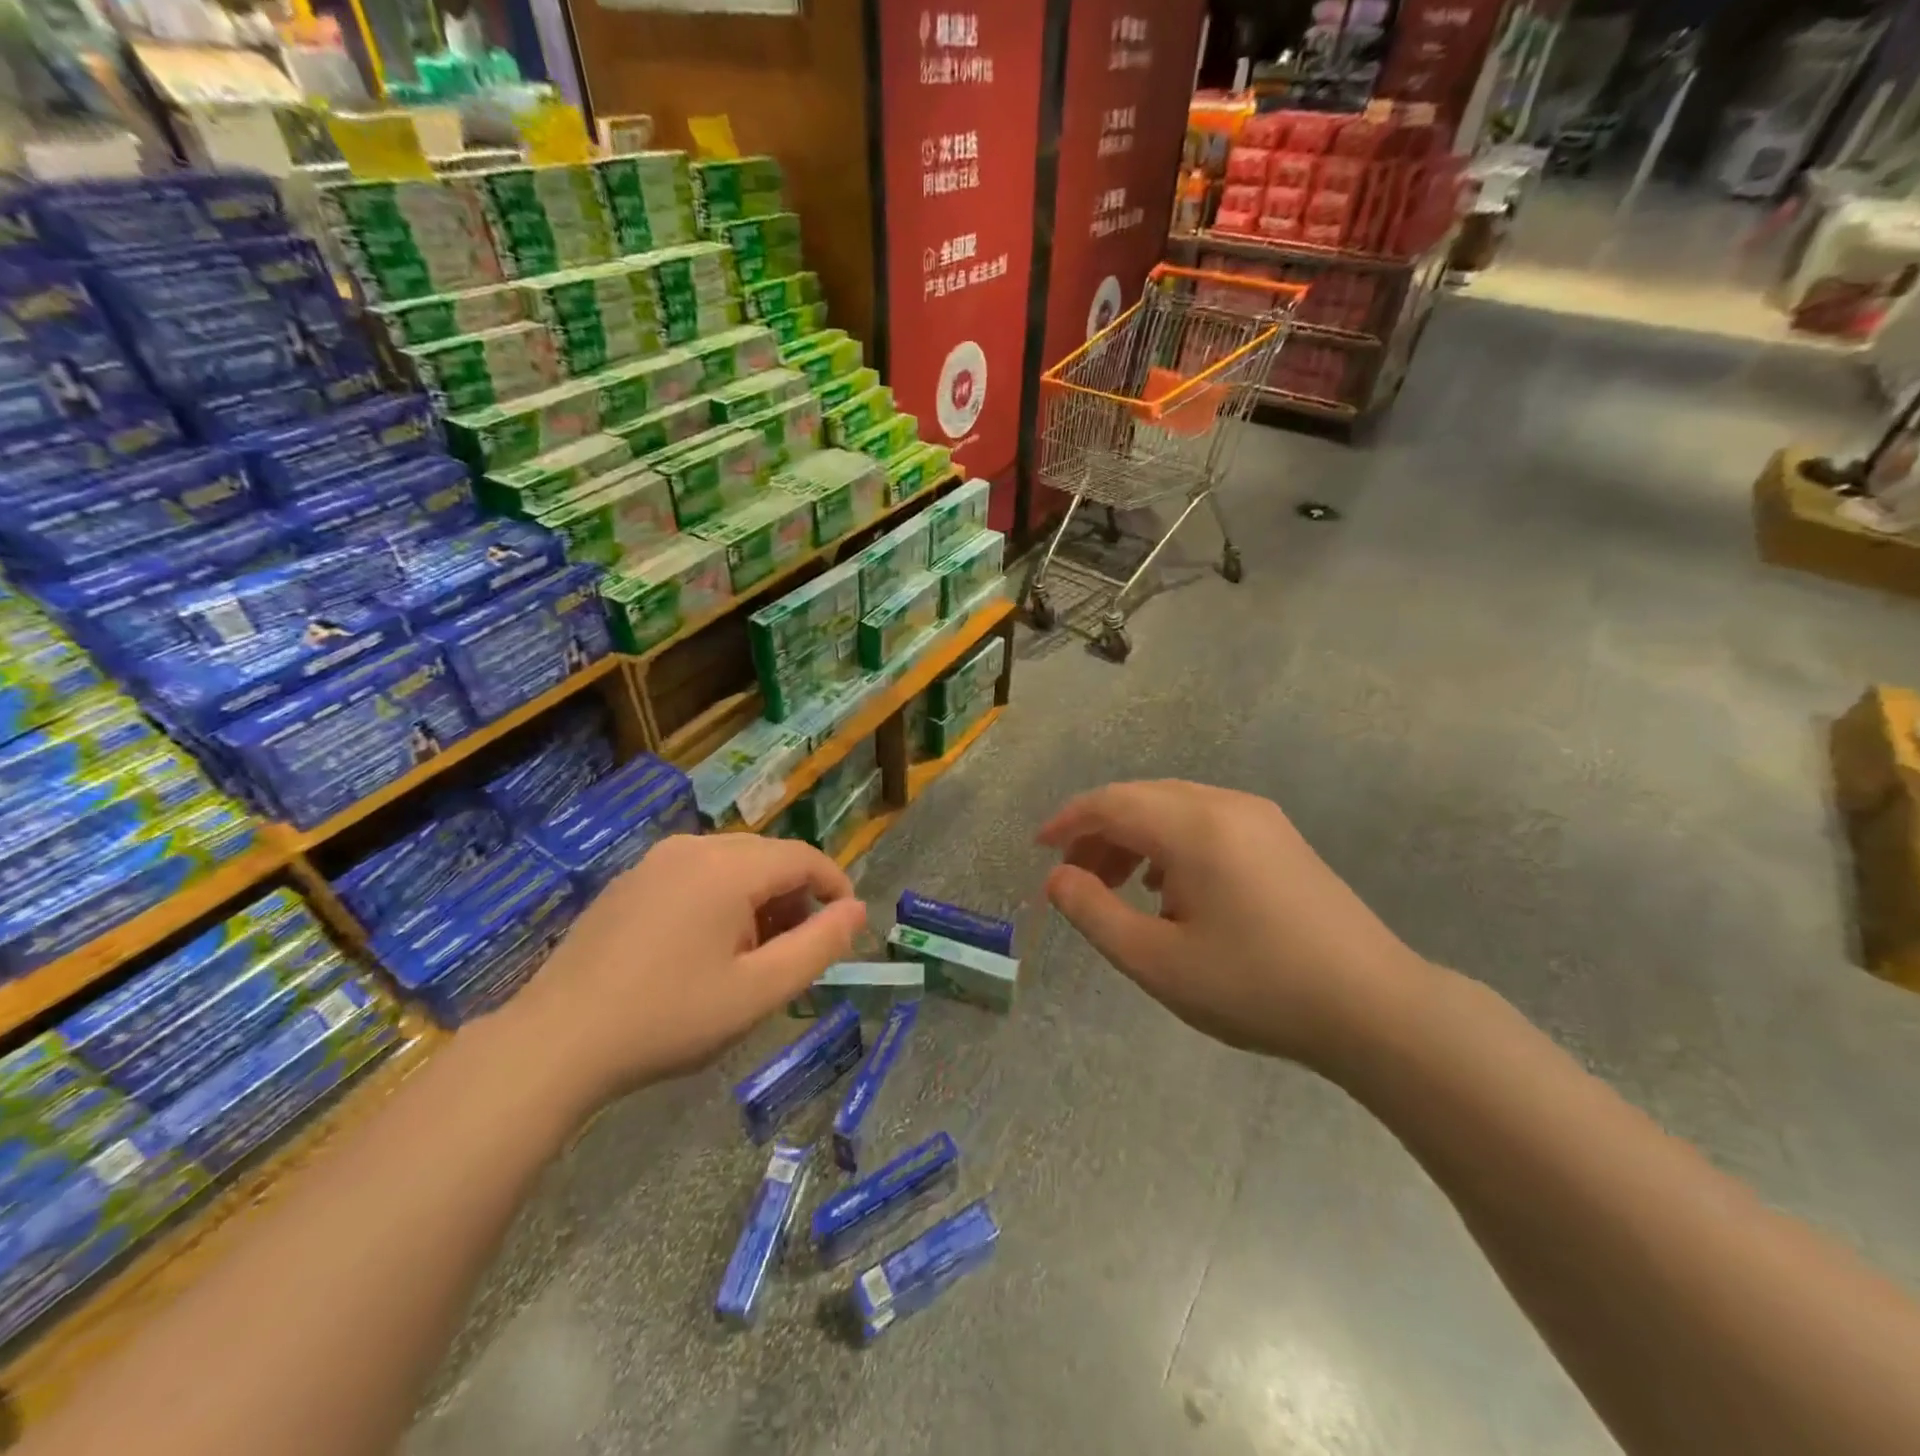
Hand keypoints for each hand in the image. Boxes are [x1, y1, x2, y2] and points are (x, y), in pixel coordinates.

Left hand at [505, 834, 866, 1109]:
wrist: (555, 1042)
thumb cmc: (669, 1018)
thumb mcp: (759, 991)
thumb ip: (818, 946)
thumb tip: (856, 910)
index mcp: (729, 867)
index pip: (804, 857)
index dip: (835, 885)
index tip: (845, 926)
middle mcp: (693, 848)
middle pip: (768, 856)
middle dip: (795, 896)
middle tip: (798, 950)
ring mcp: (654, 861)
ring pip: (731, 863)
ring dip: (758, 898)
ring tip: (752, 955)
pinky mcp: (628, 881)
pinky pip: (695, 873)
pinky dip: (720, 898)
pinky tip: (703, 949)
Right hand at [1038, 781, 1425, 1066]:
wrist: (1375, 1009)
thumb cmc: (1256, 987)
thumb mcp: (1157, 961)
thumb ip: (1094, 913)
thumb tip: (1057, 879)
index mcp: (1195, 826)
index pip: (1112, 803)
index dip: (1068, 822)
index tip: (1039, 850)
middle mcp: (1226, 805)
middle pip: (1141, 800)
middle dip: (1098, 833)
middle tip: (1073, 880)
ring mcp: (1259, 818)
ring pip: (1173, 809)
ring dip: (1134, 839)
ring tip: (1115, 887)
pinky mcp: (1280, 839)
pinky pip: (1205, 823)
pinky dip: (1169, 845)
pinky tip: (1168, 888)